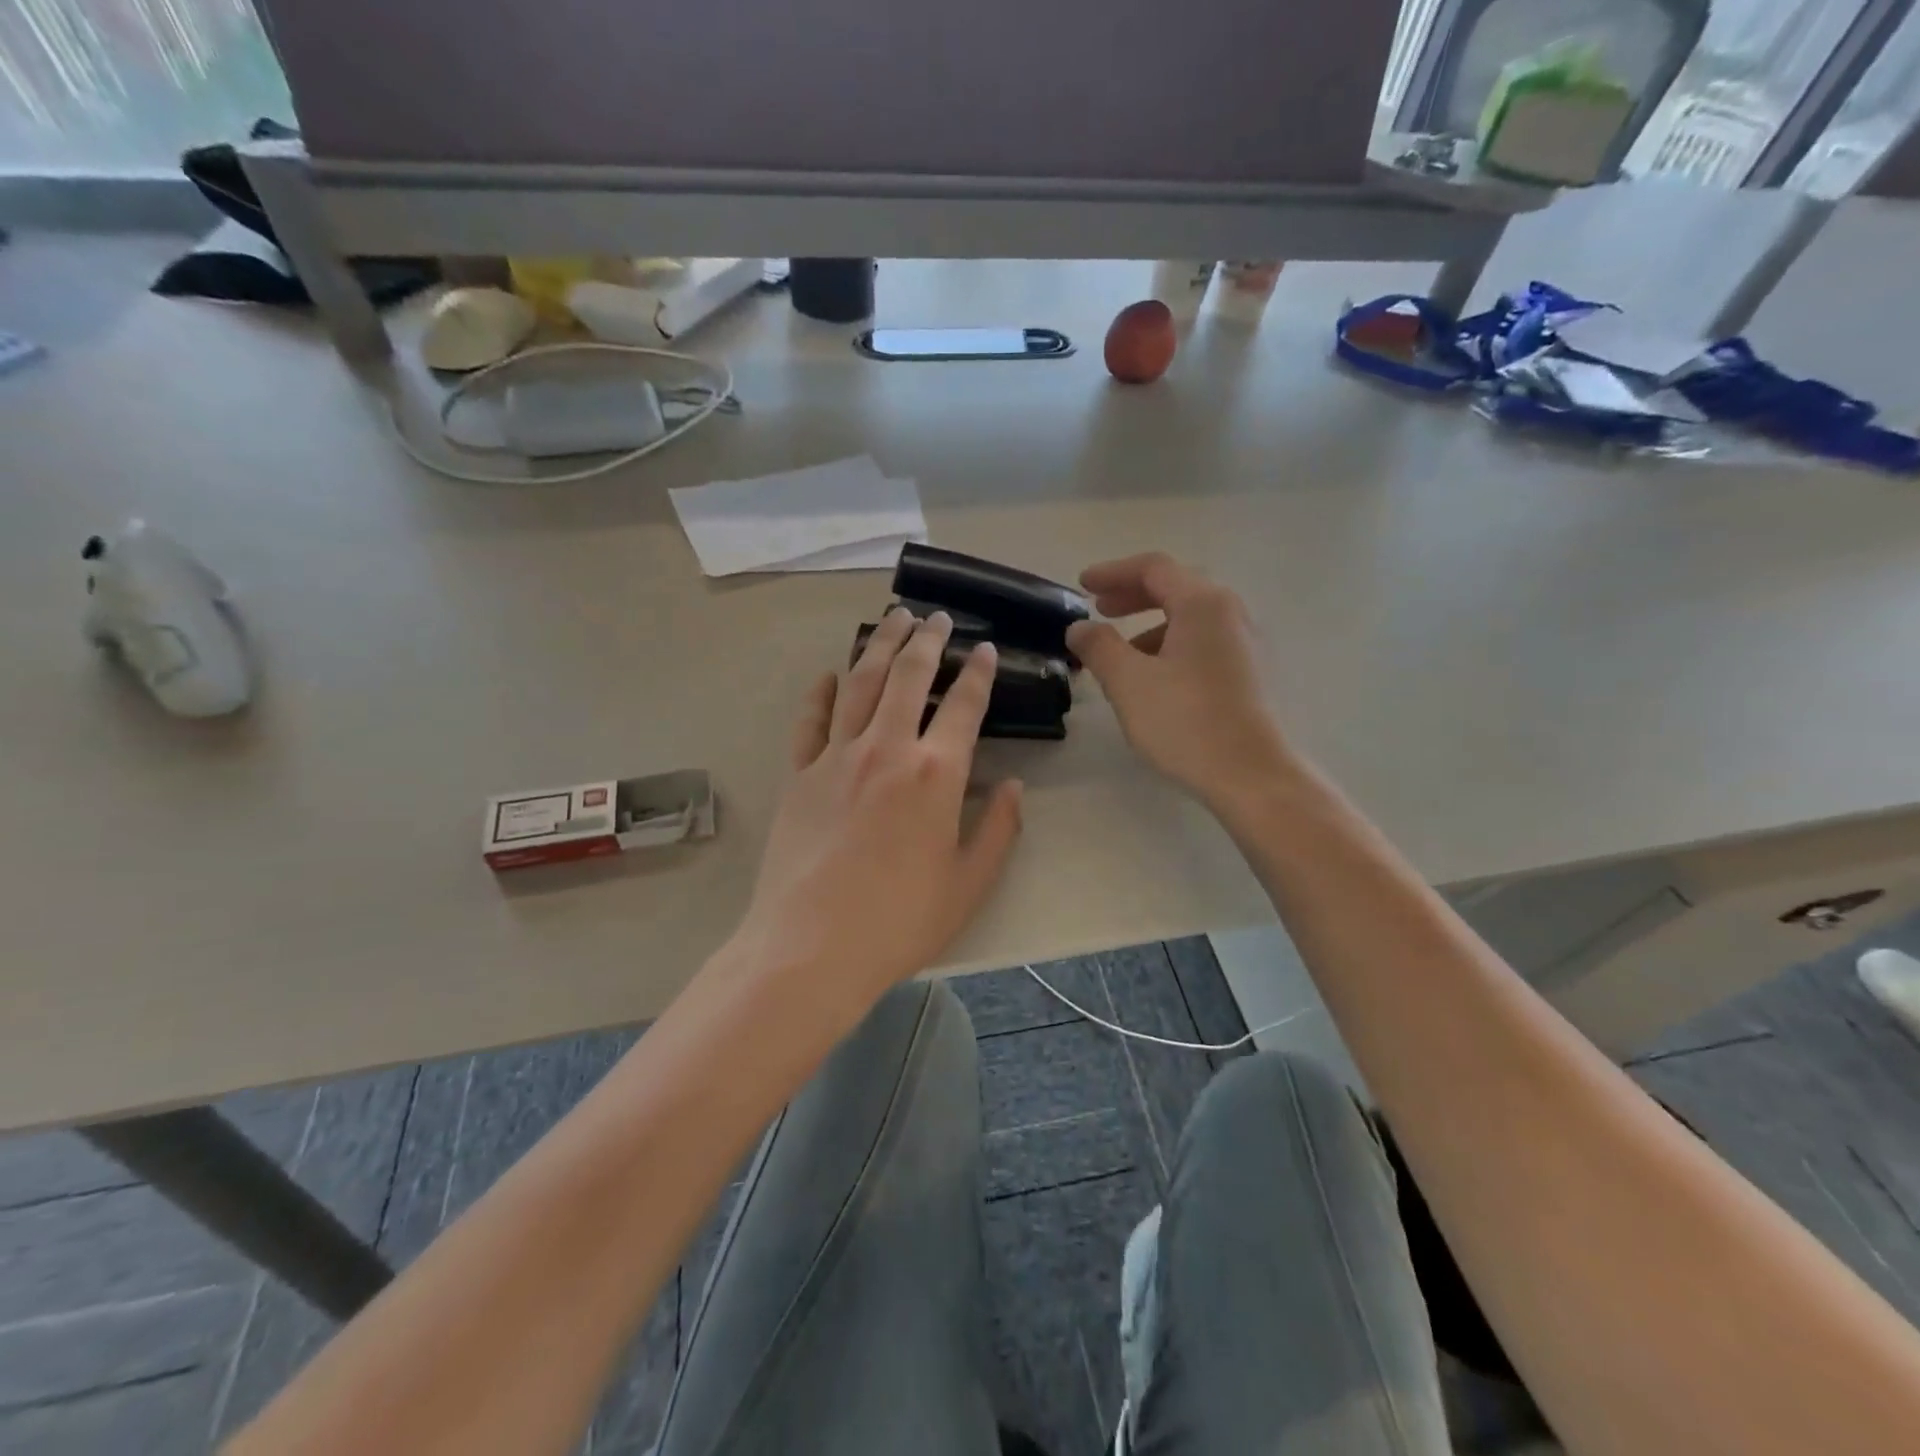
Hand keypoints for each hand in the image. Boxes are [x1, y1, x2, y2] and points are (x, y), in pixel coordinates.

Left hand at [732, 608, 1023, 1009]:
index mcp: (935, 774)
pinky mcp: (799, 775)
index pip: (963, 706)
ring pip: (859, 683)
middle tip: (937, 617)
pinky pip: (811, 721)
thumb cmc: (899, 922)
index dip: (977, 672)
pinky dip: (822, 692)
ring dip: (879, 647)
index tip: (983, 649)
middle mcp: (886, 750)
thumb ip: (999, 830)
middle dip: (927, 641)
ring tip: (893, 620)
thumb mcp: (969, 884)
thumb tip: (1014, 787)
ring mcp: (836, 758)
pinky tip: (830, 675)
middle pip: (908, 677)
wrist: (810, 948)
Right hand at [1066, 552, 1291, 807]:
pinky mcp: (1250, 672)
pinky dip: (1172, 645)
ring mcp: (1246, 643)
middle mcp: (1231, 613)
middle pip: (1176, 587)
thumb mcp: (1128, 682)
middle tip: (1100, 609)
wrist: (1251, 775)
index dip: (1113, 572)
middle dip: (1133, 595)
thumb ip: (1099, 647)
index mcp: (1203, 604)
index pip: (1154, 568)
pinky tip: (1154, 678)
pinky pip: (1204, 642)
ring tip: (1121, 654)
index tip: (1082, 586)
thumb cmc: (1185, 721)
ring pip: (1191, 618)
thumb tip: (1080, 627)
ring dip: (1150, 625)